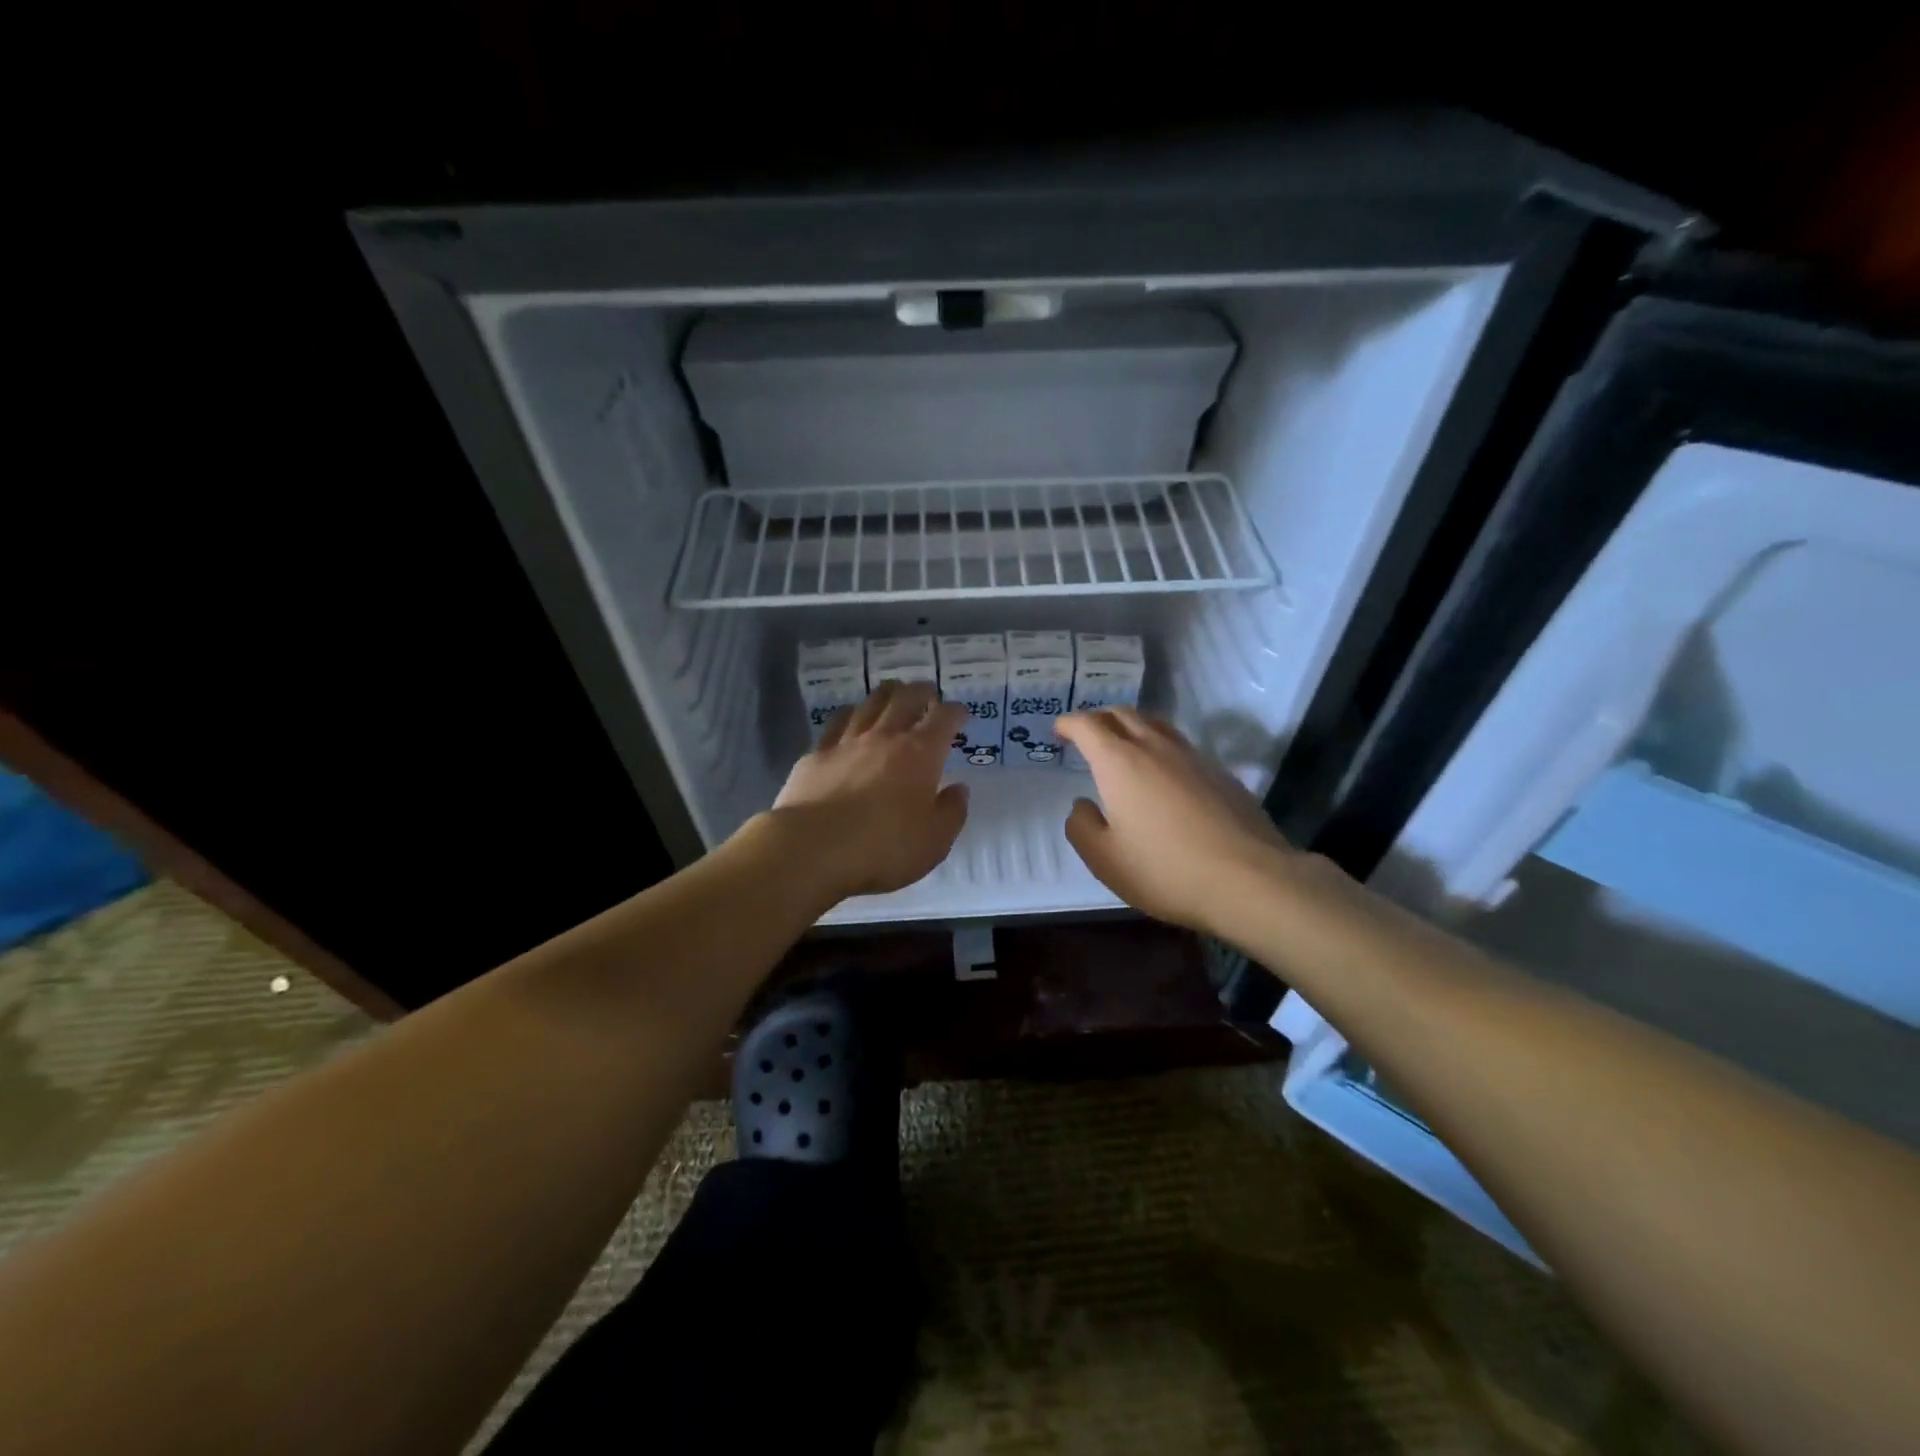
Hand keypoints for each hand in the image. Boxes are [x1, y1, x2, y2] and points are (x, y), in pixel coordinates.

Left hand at [767, 681, 969, 903]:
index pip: (944, 719)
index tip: (960, 714)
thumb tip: (958, 789)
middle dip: (921, 692)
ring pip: (870, 703)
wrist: (812, 848)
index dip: (955, 712)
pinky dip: (850, 714)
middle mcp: (885, 737)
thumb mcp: (934, 841)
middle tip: (927, 694)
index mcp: (921, 754)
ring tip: (892, 693)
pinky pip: (836, 722)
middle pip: (905, 699)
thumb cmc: (883, 848)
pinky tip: (850, 716)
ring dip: (886, 695)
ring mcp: (847, 742)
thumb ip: (951, 812)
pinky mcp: (817, 754)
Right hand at [1056, 709, 1296, 935]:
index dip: (1069, 724)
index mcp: (1120, 762)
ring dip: (1133, 728)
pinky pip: (1182, 747)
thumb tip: (1083, 806)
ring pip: (1156, 725)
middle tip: (1088, 737)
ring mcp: (1193, 757)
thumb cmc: (1165, 869)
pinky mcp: (1220, 773)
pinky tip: (1165, 777)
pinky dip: (1162, 749)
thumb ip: (1082, 827)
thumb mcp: (1105, 859)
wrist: (1250, 878)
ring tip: (1125, 749)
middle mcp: (1155, 748)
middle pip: (1123, 714)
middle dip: (1100, 719)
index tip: (1059, 732)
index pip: (1088, 725)